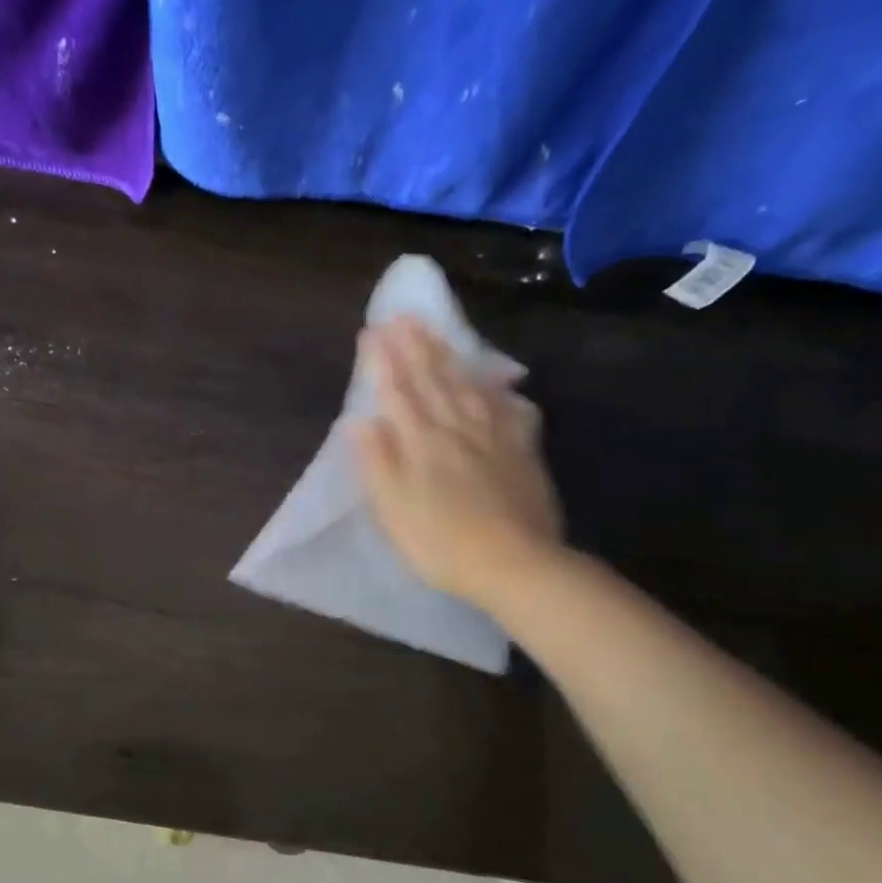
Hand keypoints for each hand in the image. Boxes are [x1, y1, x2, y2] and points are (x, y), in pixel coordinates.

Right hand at [353, 317, 564, 607]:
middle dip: (415, 347)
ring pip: (469, 387)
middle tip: (403, 316)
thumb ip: (376, 462)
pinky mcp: (523, 453)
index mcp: (422, 443)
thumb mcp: (393, 509)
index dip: (383, 362)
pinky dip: (500, 392)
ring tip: (439, 334)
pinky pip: (511, 411)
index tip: (372, 331)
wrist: (516, 566)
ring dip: (451, 357)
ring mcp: (495, 439)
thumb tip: (358, 421)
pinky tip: (498, 382)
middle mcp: (457, 430)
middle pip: (434, 381)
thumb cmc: (441, 544)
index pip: (398, 393)